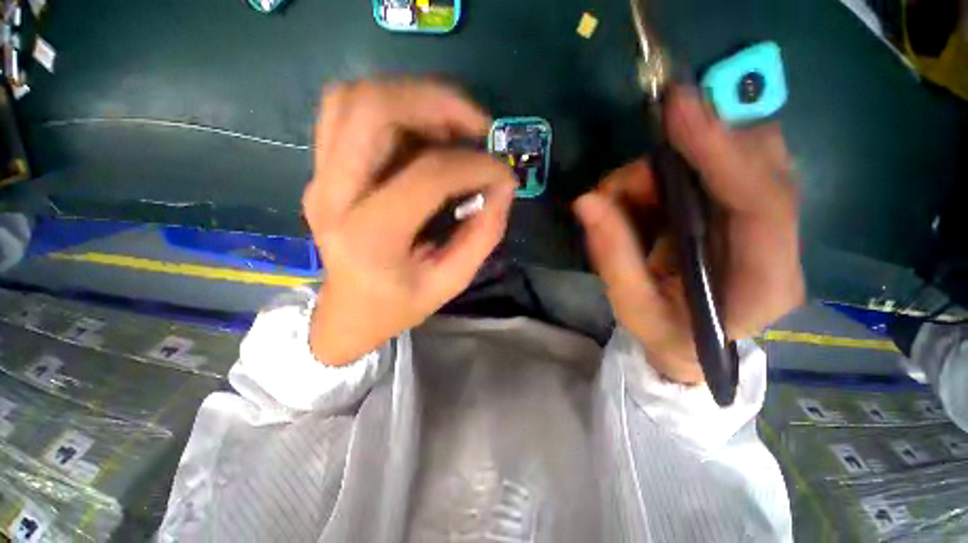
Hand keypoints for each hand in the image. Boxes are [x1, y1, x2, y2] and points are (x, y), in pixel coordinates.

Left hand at [304, 80, 515, 364]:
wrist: (349, 312)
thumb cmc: (399, 304)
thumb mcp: (451, 281)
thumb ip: (483, 235)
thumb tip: (503, 187)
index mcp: (371, 237)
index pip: (428, 175)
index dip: (476, 165)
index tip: (504, 175)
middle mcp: (333, 196)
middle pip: (372, 109)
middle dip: (436, 102)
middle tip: (477, 126)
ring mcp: (319, 178)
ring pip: (354, 98)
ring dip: (413, 97)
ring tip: (453, 125)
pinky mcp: (321, 170)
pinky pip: (346, 111)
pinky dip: (392, 106)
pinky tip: (423, 131)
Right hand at [573, 87, 803, 383]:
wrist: (691, 344)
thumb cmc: (665, 334)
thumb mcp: (631, 307)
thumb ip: (611, 257)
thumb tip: (586, 201)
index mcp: (764, 284)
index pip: (761, 204)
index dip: (721, 151)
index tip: (678, 110)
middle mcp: (781, 246)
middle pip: (761, 165)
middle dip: (687, 156)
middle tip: (623, 185)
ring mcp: (769, 225)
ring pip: (741, 156)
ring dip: (674, 165)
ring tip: (625, 198)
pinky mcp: (748, 212)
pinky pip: (721, 165)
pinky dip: (675, 170)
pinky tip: (644, 198)